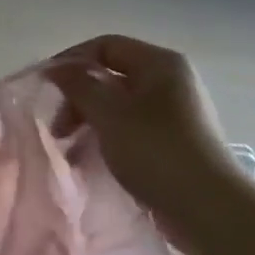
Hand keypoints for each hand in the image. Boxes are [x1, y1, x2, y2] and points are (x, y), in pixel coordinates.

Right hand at [47, 35, 249, 245]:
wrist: (210, 209)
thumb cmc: (157, 152)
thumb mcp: (110, 114)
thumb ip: (80, 86)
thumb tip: (57, 68)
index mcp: (160, 63)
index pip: (106, 45)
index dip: (72, 61)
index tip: (45, 87)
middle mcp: (171, 81)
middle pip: (112, 76)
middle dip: (79, 98)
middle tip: (58, 129)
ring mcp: (175, 113)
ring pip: (120, 106)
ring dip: (90, 122)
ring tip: (70, 150)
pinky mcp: (175, 142)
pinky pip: (132, 129)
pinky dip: (109, 139)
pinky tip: (92, 161)